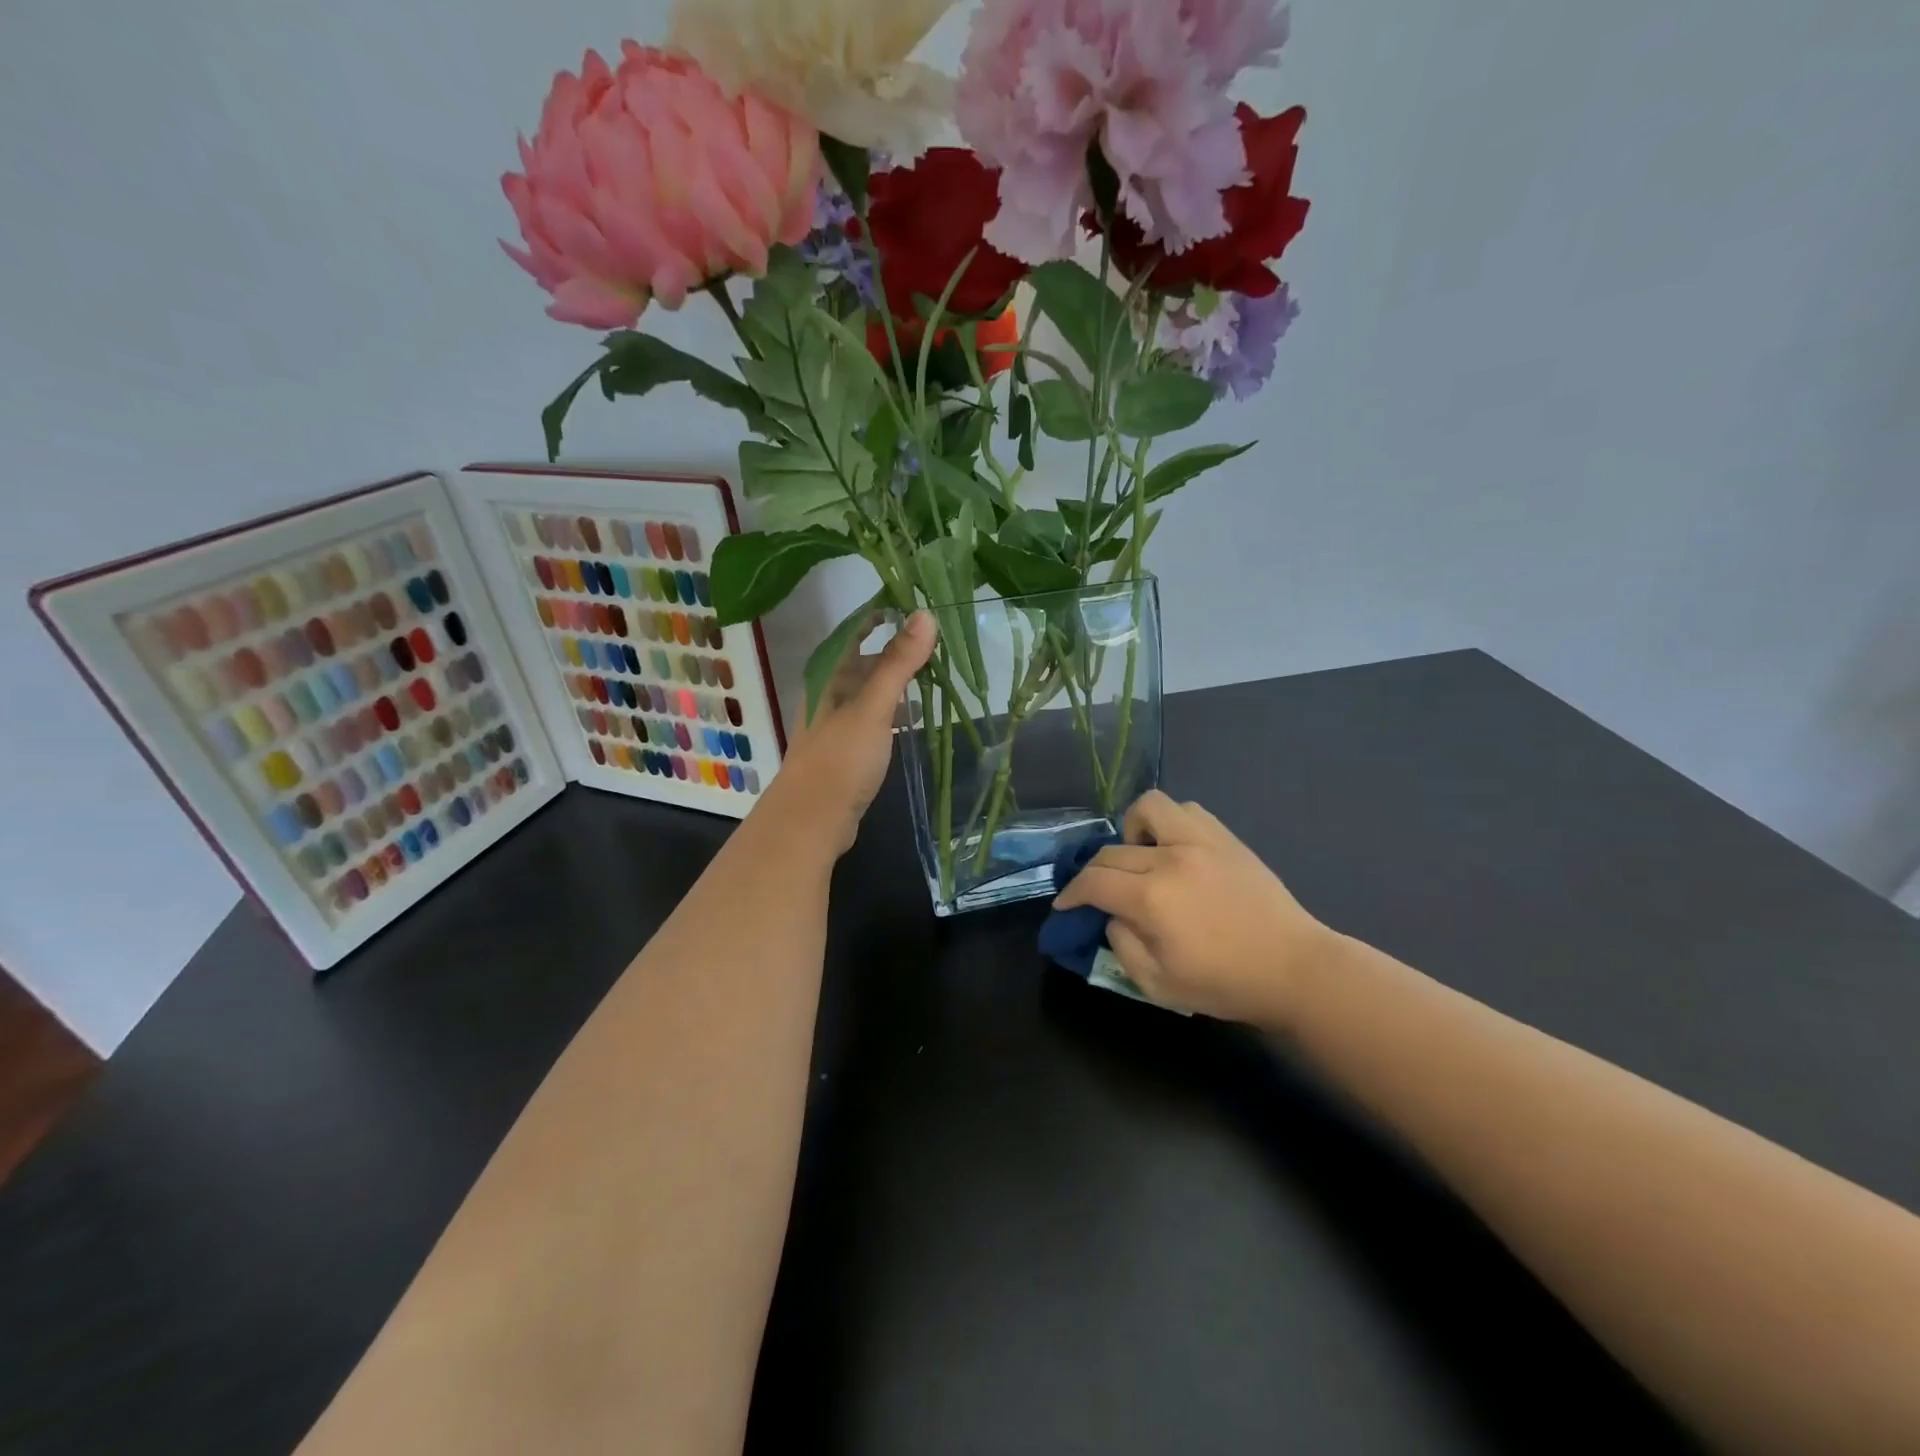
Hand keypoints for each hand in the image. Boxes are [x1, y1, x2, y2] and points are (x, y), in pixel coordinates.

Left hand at [759, 612, 936, 856]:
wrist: (811, 821)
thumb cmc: (840, 758)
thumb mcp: (873, 707)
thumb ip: (898, 663)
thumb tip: (924, 614)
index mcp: (827, 675)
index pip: (855, 631)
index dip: (882, 615)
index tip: (917, 604)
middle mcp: (827, 692)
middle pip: (864, 661)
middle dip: (897, 651)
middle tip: (937, 644)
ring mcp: (834, 723)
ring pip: (868, 691)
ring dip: (896, 682)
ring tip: (933, 677)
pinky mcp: (844, 750)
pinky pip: (871, 718)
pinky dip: (891, 711)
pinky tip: (911, 718)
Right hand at [1053, 790, 1337, 1026]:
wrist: (1295, 969)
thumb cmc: (1225, 984)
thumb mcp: (1157, 985)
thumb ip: (1121, 946)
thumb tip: (1113, 916)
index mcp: (1151, 899)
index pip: (1092, 881)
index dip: (1071, 893)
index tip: (1066, 905)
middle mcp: (1170, 859)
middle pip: (1111, 851)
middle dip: (1093, 874)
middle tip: (1098, 894)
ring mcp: (1200, 841)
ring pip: (1147, 809)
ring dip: (1131, 832)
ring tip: (1139, 859)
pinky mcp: (1224, 838)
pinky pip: (1185, 810)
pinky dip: (1168, 823)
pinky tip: (1173, 850)